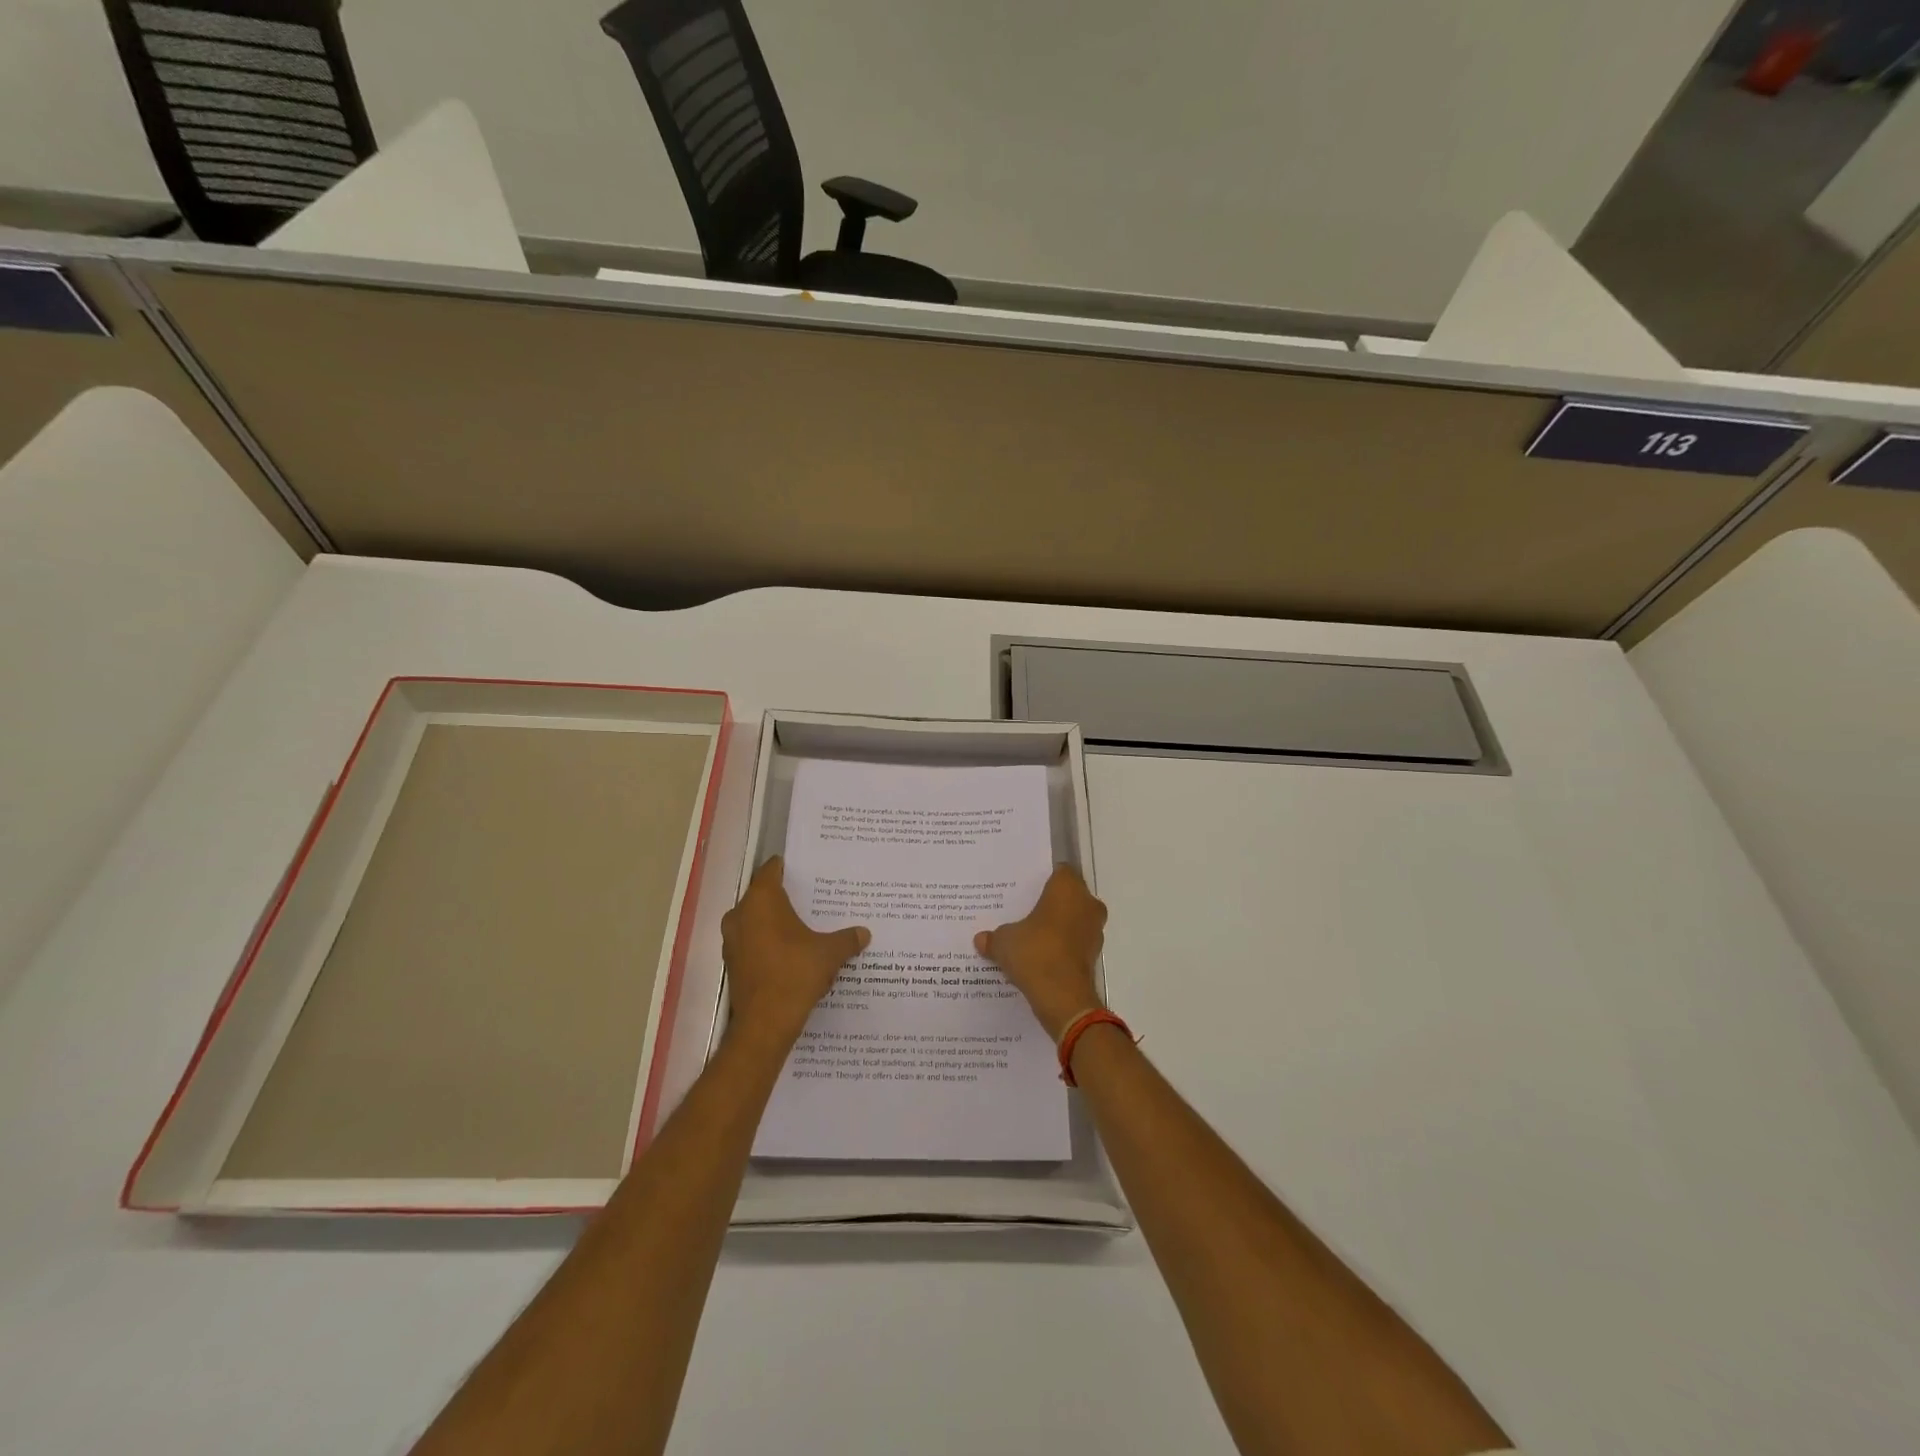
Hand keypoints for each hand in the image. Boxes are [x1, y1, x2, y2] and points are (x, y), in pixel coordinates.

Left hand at [722, 857, 869, 1050]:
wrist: (765, 1023)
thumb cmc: (796, 973)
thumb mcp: (829, 953)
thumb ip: (846, 939)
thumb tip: (864, 933)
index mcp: (762, 900)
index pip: (770, 870)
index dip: (787, 867)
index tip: (805, 870)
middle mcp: (740, 914)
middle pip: (762, 895)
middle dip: (783, 897)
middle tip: (810, 898)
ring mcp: (732, 940)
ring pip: (755, 920)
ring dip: (774, 922)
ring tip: (802, 927)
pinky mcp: (732, 962)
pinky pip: (752, 942)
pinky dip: (768, 942)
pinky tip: (790, 952)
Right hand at [974, 865, 1107, 1040]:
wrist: (1063, 998)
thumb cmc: (1035, 953)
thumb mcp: (1004, 942)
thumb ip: (993, 937)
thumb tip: (980, 939)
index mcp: (1067, 888)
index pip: (1060, 871)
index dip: (1043, 878)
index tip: (1026, 888)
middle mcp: (1087, 903)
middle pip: (1068, 895)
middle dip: (1050, 903)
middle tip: (1025, 910)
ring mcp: (1094, 930)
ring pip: (1074, 919)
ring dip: (1058, 926)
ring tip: (1031, 935)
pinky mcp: (1094, 955)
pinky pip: (1075, 942)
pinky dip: (1062, 946)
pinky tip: (1041, 956)